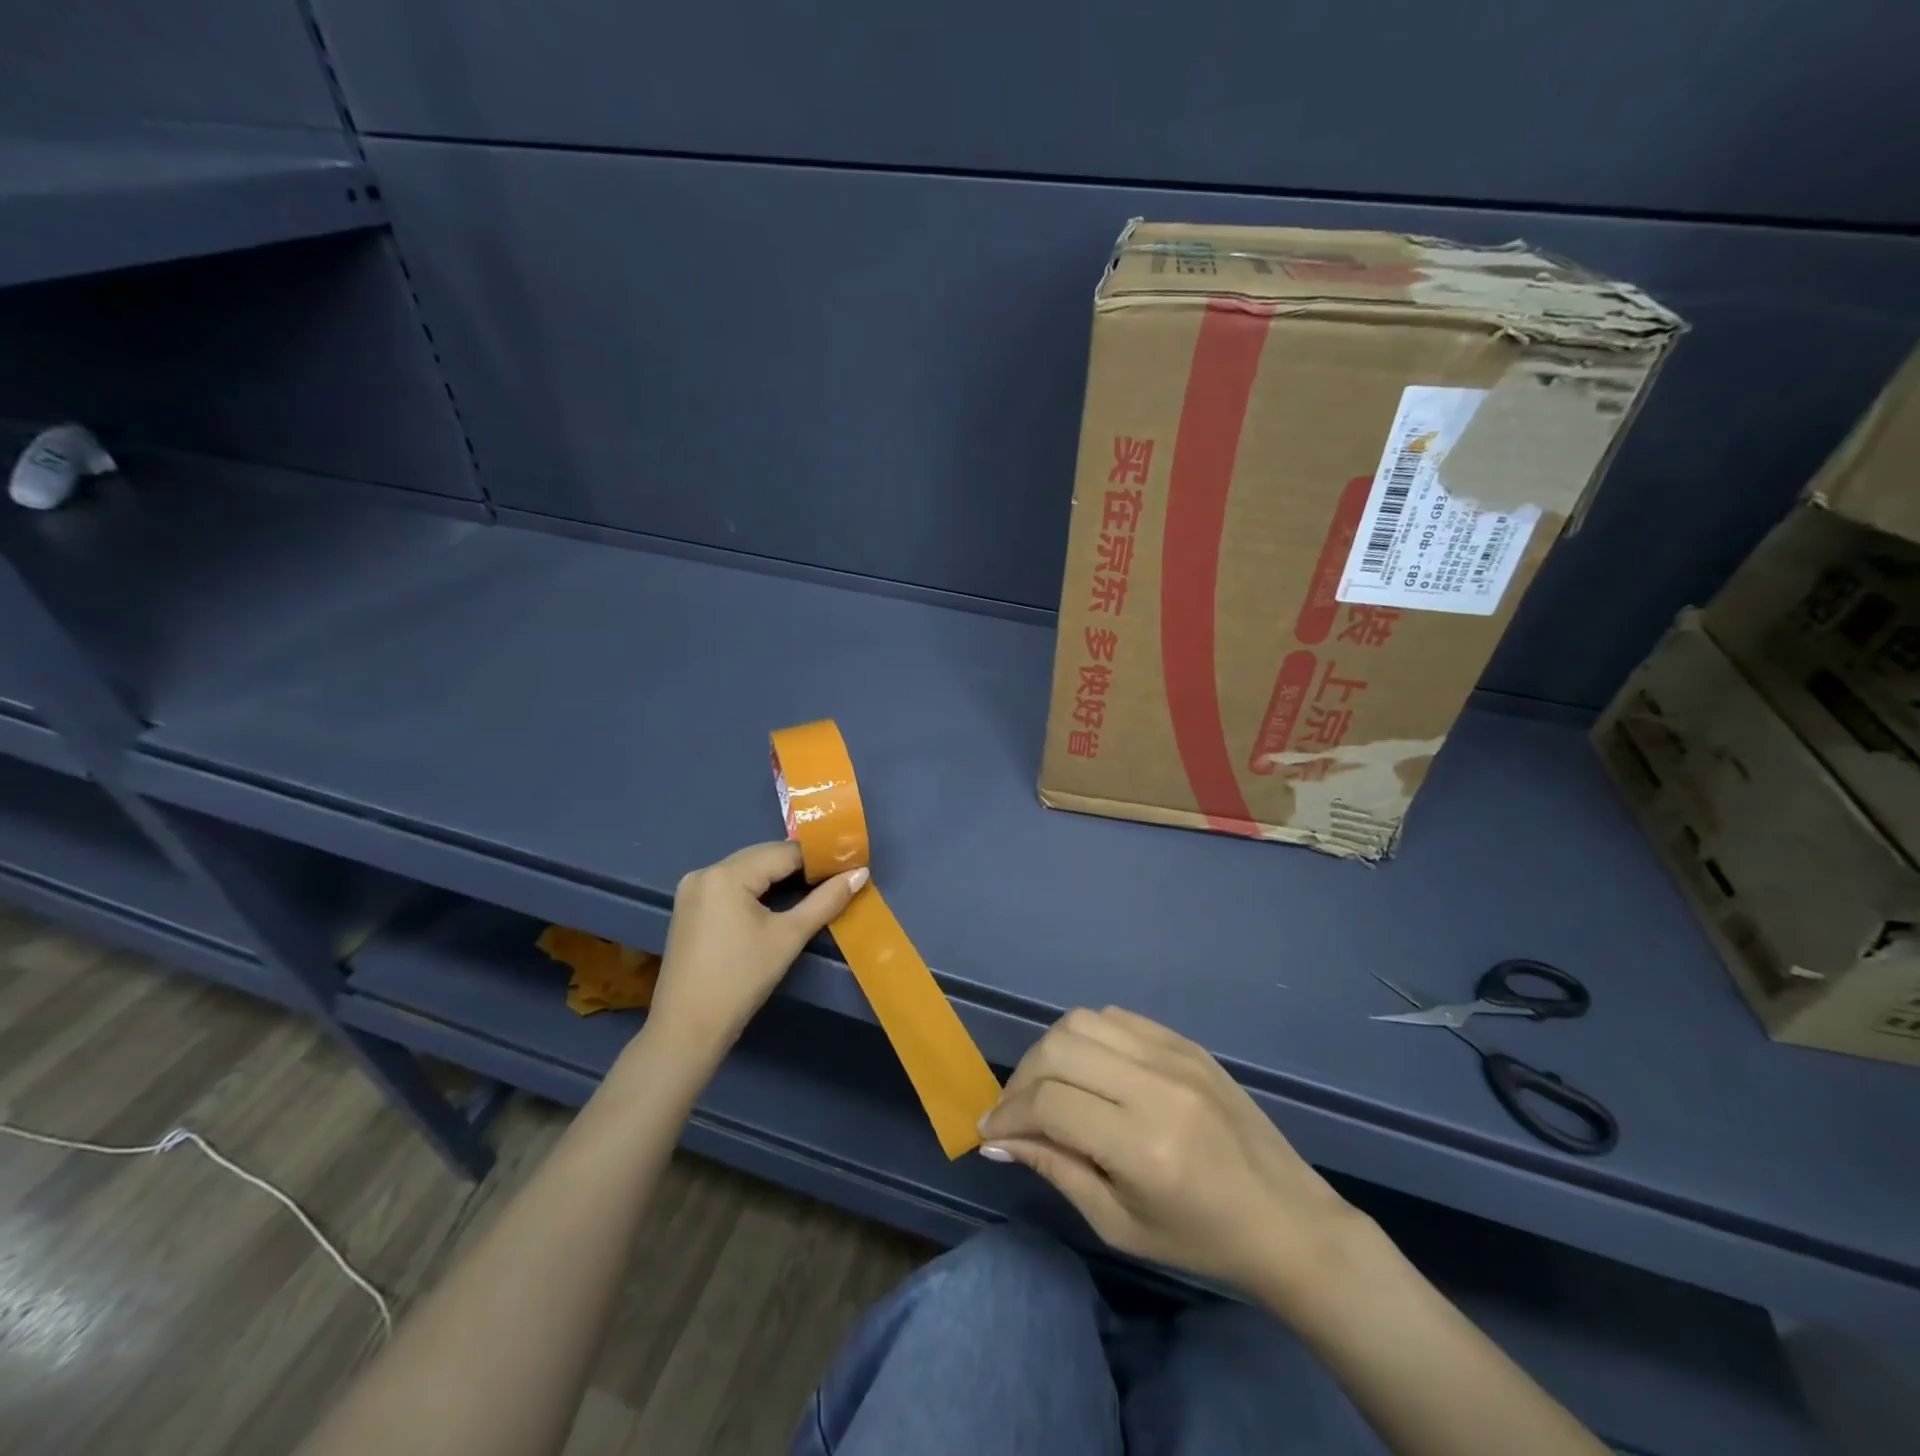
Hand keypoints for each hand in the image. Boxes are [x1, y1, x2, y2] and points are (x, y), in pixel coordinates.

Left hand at [644, 842, 867, 1061]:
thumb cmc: (741, 980)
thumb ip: (826, 901)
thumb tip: (860, 874)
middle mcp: (705, 872)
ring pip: (746, 870)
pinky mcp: (689, 907)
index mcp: (727, 874)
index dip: (819, 857)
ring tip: (812, 889)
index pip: (784, 852)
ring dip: (777, 876)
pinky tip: (776, 902)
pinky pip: (730, 885)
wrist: (687, 1029)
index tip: (848, 864)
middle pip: (763, 857)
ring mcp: (692, 889)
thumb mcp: (789, 937)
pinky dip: (756, 888)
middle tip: (835, 877)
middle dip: (798, 865)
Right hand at [978, 1007, 1364, 1311]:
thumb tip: (997, 1139)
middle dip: (1021, 1078)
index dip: (1008, 1114)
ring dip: (1051, 1052)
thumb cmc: (1201, 1240)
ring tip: (1050, 1087)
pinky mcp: (1186, 1041)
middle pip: (1058, 1050)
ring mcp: (1175, 1055)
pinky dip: (1088, 1037)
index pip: (1049, 1103)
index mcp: (1143, 1146)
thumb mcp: (1118, 1225)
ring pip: (1082, 1022)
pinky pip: (1116, 1017)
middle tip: (1017, 1110)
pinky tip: (1090, 1069)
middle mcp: (1156, 1086)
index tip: (990, 1131)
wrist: (1286, 1220)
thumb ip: (1055, 1170)